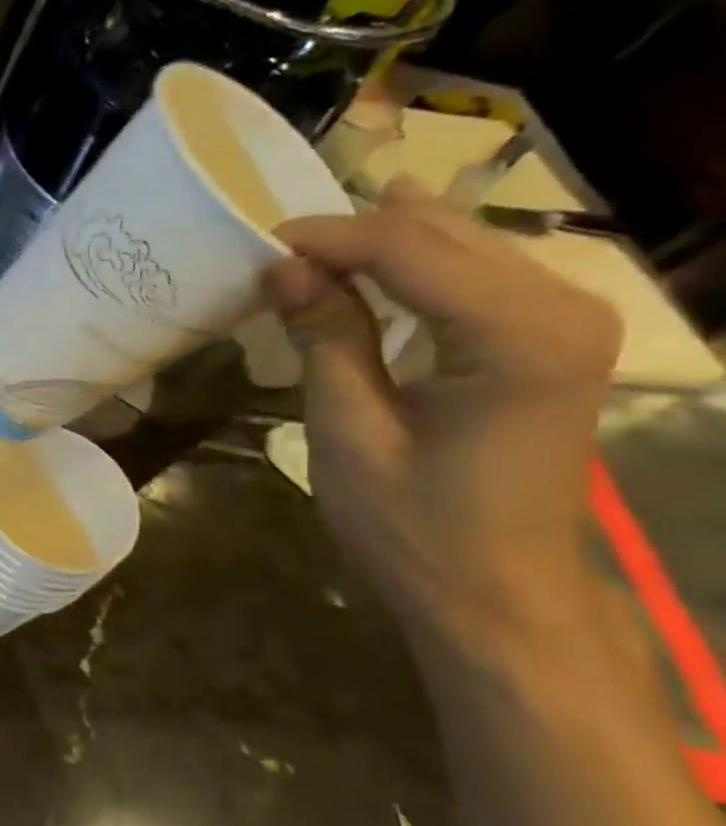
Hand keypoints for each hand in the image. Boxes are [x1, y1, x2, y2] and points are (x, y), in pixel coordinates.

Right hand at [264, 180, 620, 633]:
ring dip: (383, 245)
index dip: (328, 239)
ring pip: (465, 245)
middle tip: (273, 253)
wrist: (495, 591)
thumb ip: (326, 337)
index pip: (410, 249)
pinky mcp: (552, 340)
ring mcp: (568, 320)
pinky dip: (415, 269)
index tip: (256, 246)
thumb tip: (281, 268)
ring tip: (308, 253)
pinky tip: (373, 266)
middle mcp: (564, 306)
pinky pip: (477, 276)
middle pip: (445, 235)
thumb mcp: (349, 431)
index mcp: (519, 333)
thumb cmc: (413, 525)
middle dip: (354, 235)